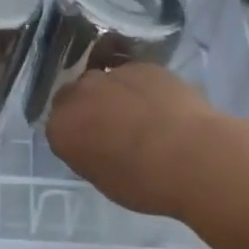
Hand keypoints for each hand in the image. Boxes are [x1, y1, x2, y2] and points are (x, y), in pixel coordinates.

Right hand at [46, 63, 224, 218]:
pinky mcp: (143, 65)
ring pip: (104, 81)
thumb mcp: (103, 180)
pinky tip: (161, 106)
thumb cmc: (144, 183)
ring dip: (113, 94)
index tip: (90, 147)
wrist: (192, 156)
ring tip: (140, 116)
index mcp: (61, 127)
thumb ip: (88, 154)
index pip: (57, 126)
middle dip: (87, 108)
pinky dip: (141, 88)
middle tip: (110, 129)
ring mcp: (112, 74)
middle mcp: (80, 93)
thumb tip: (95, 143)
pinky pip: (134, 76)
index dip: (74, 135)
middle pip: (74, 95)